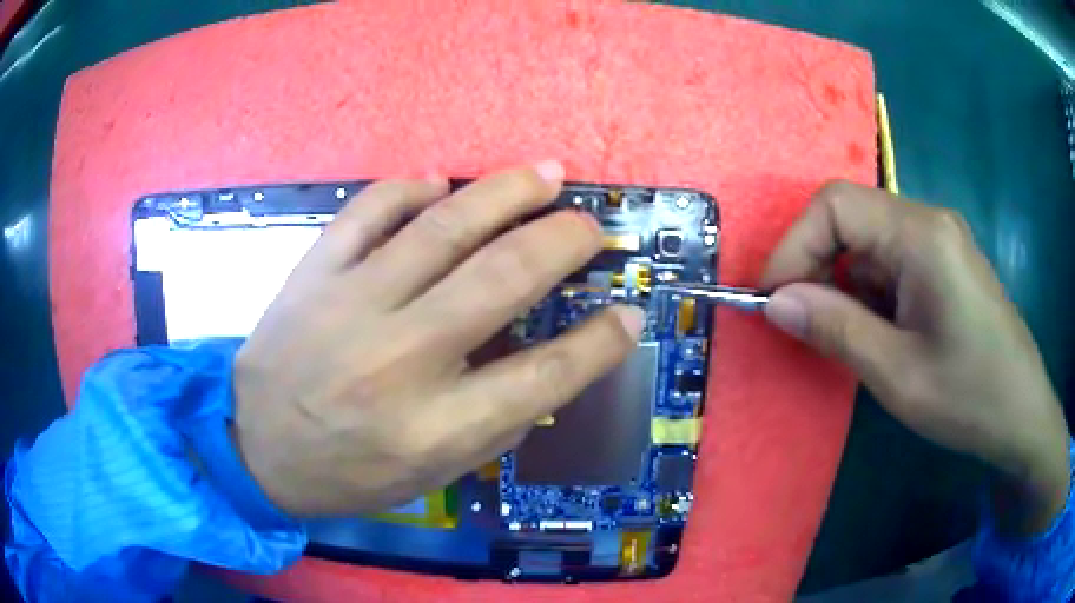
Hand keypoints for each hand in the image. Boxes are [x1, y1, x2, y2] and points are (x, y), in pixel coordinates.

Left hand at [232, 163, 644, 516]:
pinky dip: (411, 189)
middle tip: (591, 226)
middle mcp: (399, 360)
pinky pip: (369, 210)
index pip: (545, 376)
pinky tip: (441, 182)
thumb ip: (496, 423)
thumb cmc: (347, 473)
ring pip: (444, 226)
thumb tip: (555, 363)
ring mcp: (350, 305)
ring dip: (506, 192)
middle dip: (564, 242)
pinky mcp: (313, 273)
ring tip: (546, 176)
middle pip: (504, 279)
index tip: (629, 314)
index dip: (600, 342)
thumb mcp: (432, 475)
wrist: (254, 448)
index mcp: (434, 428)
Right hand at [761, 181, 1069, 535]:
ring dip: (843, 282)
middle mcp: (929, 220)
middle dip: (815, 264)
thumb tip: (774, 302)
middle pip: (851, 217)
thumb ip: (836, 329)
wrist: (1022, 413)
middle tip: (799, 322)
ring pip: (869, 241)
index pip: (836, 206)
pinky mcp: (945, 262)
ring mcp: (940, 239)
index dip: (794, 246)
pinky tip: (877, 331)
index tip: (773, 300)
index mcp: (922, 234)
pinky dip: (869, 290)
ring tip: (840, 336)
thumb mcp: (897, 374)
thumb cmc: (969, 397)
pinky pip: (892, 259)